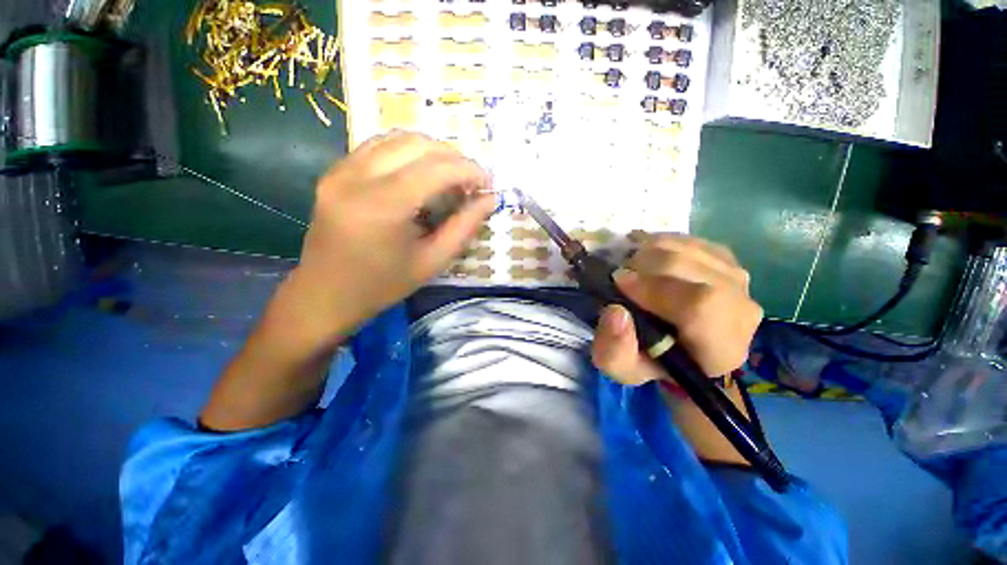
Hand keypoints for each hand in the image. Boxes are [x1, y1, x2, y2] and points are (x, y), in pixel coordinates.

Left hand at [284, 131, 494, 344]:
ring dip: (431, 151)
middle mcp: (357, 177)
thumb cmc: (383, 285)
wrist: (325, 294)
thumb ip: (464, 227)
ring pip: (396, 138)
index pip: (436, 168)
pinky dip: (406, 152)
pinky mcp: (333, 172)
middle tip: (470, 181)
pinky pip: (377, 146)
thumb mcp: (432, 262)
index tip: (487, 183)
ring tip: (449, 175)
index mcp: (383, 207)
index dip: (469, 169)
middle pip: (417, 144)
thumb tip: (489, 200)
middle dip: (453, 157)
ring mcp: (340, 171)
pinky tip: (419, 172)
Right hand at [592, 234, 762, 383]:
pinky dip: (661, 242)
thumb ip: (614, 350)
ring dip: (650, 251)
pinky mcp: (727, 260)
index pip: (700, 307)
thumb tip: (617, 312)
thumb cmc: (649, 360)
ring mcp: (737, 280)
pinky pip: (691, 240)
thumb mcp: (621, 367)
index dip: (654, 289)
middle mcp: (741, 311)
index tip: (618, 282)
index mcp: (719, 348)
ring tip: (631, 266)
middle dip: (645, 264)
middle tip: (620, 273)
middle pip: (693, 269)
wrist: (678, 348)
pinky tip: (646, 255)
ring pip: (689, 248)